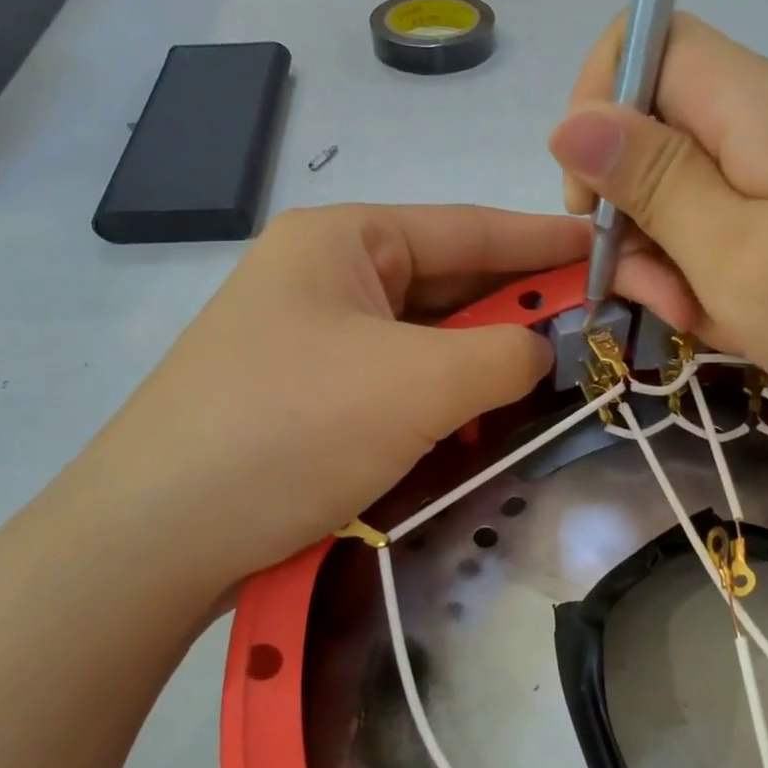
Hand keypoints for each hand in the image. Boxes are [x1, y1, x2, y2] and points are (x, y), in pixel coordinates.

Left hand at [54, 205, 586, 614]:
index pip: (470, 228)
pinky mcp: (313, 399)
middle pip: (451, 286)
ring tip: (553, 382)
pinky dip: (446, 401)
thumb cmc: (290, 430)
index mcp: (345, 240)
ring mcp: (317, 341)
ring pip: (429, 342)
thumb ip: (506, 353)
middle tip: (597, 332)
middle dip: (520, 313)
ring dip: (485, 365)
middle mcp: (329, 278)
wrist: (157, 539)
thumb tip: (545, 352)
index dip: (546, 240)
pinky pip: (402, 385)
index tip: (611, 249)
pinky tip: (482, 423)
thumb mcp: (418, 383)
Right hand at [548, 13, 767, 428]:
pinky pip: (742, 220)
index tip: (593, 200)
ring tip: (714, 319)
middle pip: (664, 128)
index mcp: (756, 104)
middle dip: (639, 214)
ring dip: (681, 255)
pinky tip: (748, 319)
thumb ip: (653, 184)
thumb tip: (569, 123)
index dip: (596, 106)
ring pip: (698, 187)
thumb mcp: (737, 257)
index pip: (645, 42)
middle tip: (664, 294)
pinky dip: (725, 269)